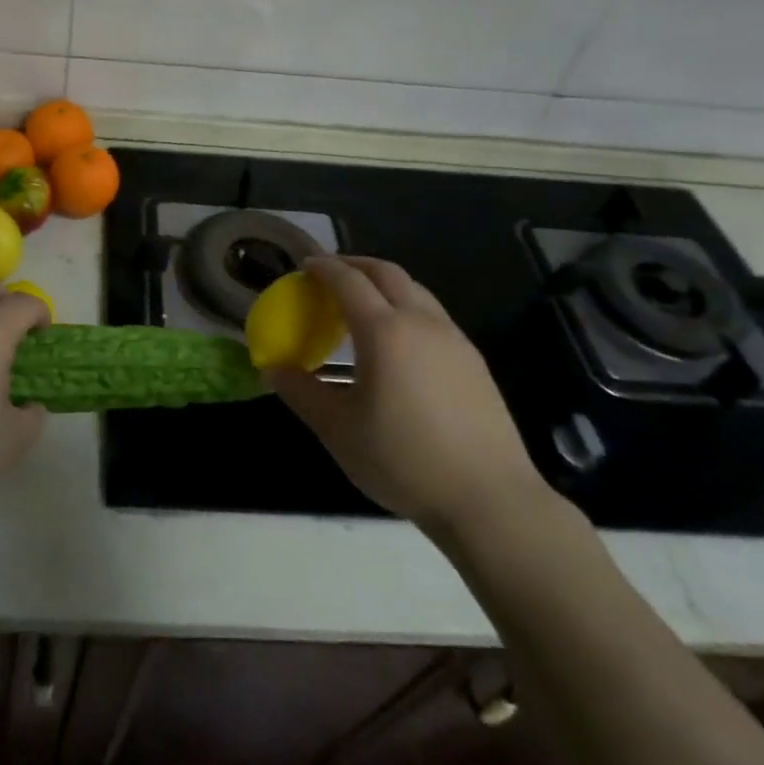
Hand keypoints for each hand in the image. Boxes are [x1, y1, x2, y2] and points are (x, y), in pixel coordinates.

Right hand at [269, 256, 554, 544]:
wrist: (490, 500)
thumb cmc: (403, 460)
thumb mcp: (338, 430)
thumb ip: (302, 393)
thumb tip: (273, 370)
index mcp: (385, 331)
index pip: (348, 281)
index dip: (324, 268)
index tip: (304, 266)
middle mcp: (422, 322)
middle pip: (387, 273)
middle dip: (356, 265)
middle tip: (330, 275)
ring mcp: (454, 339)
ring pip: (416, 291)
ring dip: (384, 284)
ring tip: (362, 304)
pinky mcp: (474, 361)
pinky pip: (433, 315)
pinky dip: (407, 307)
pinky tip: (398, 341)